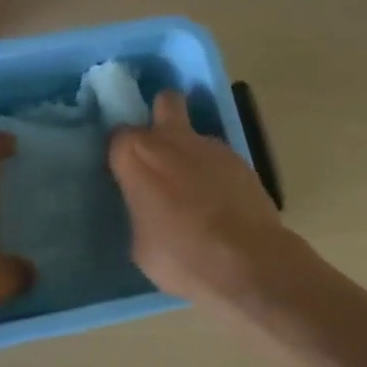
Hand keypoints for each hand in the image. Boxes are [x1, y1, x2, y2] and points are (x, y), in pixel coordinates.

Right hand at [109, 90, 288, 305]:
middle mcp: (172, 141)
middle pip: (166, 102)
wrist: (247, 264)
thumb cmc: (180, 257)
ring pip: (195, 135)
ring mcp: (212, 147)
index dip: (121, 153)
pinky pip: (218, 159)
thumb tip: (147, 209)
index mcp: (137, 157)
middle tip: (159, 148)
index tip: (124, 173)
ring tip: (194, 191)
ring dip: (190, 153)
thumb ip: (139, 212)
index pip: (118, 136)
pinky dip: (214, 173)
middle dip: (162, 115)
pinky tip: (219, 203)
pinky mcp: (242, 161)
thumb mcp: (140, 244)